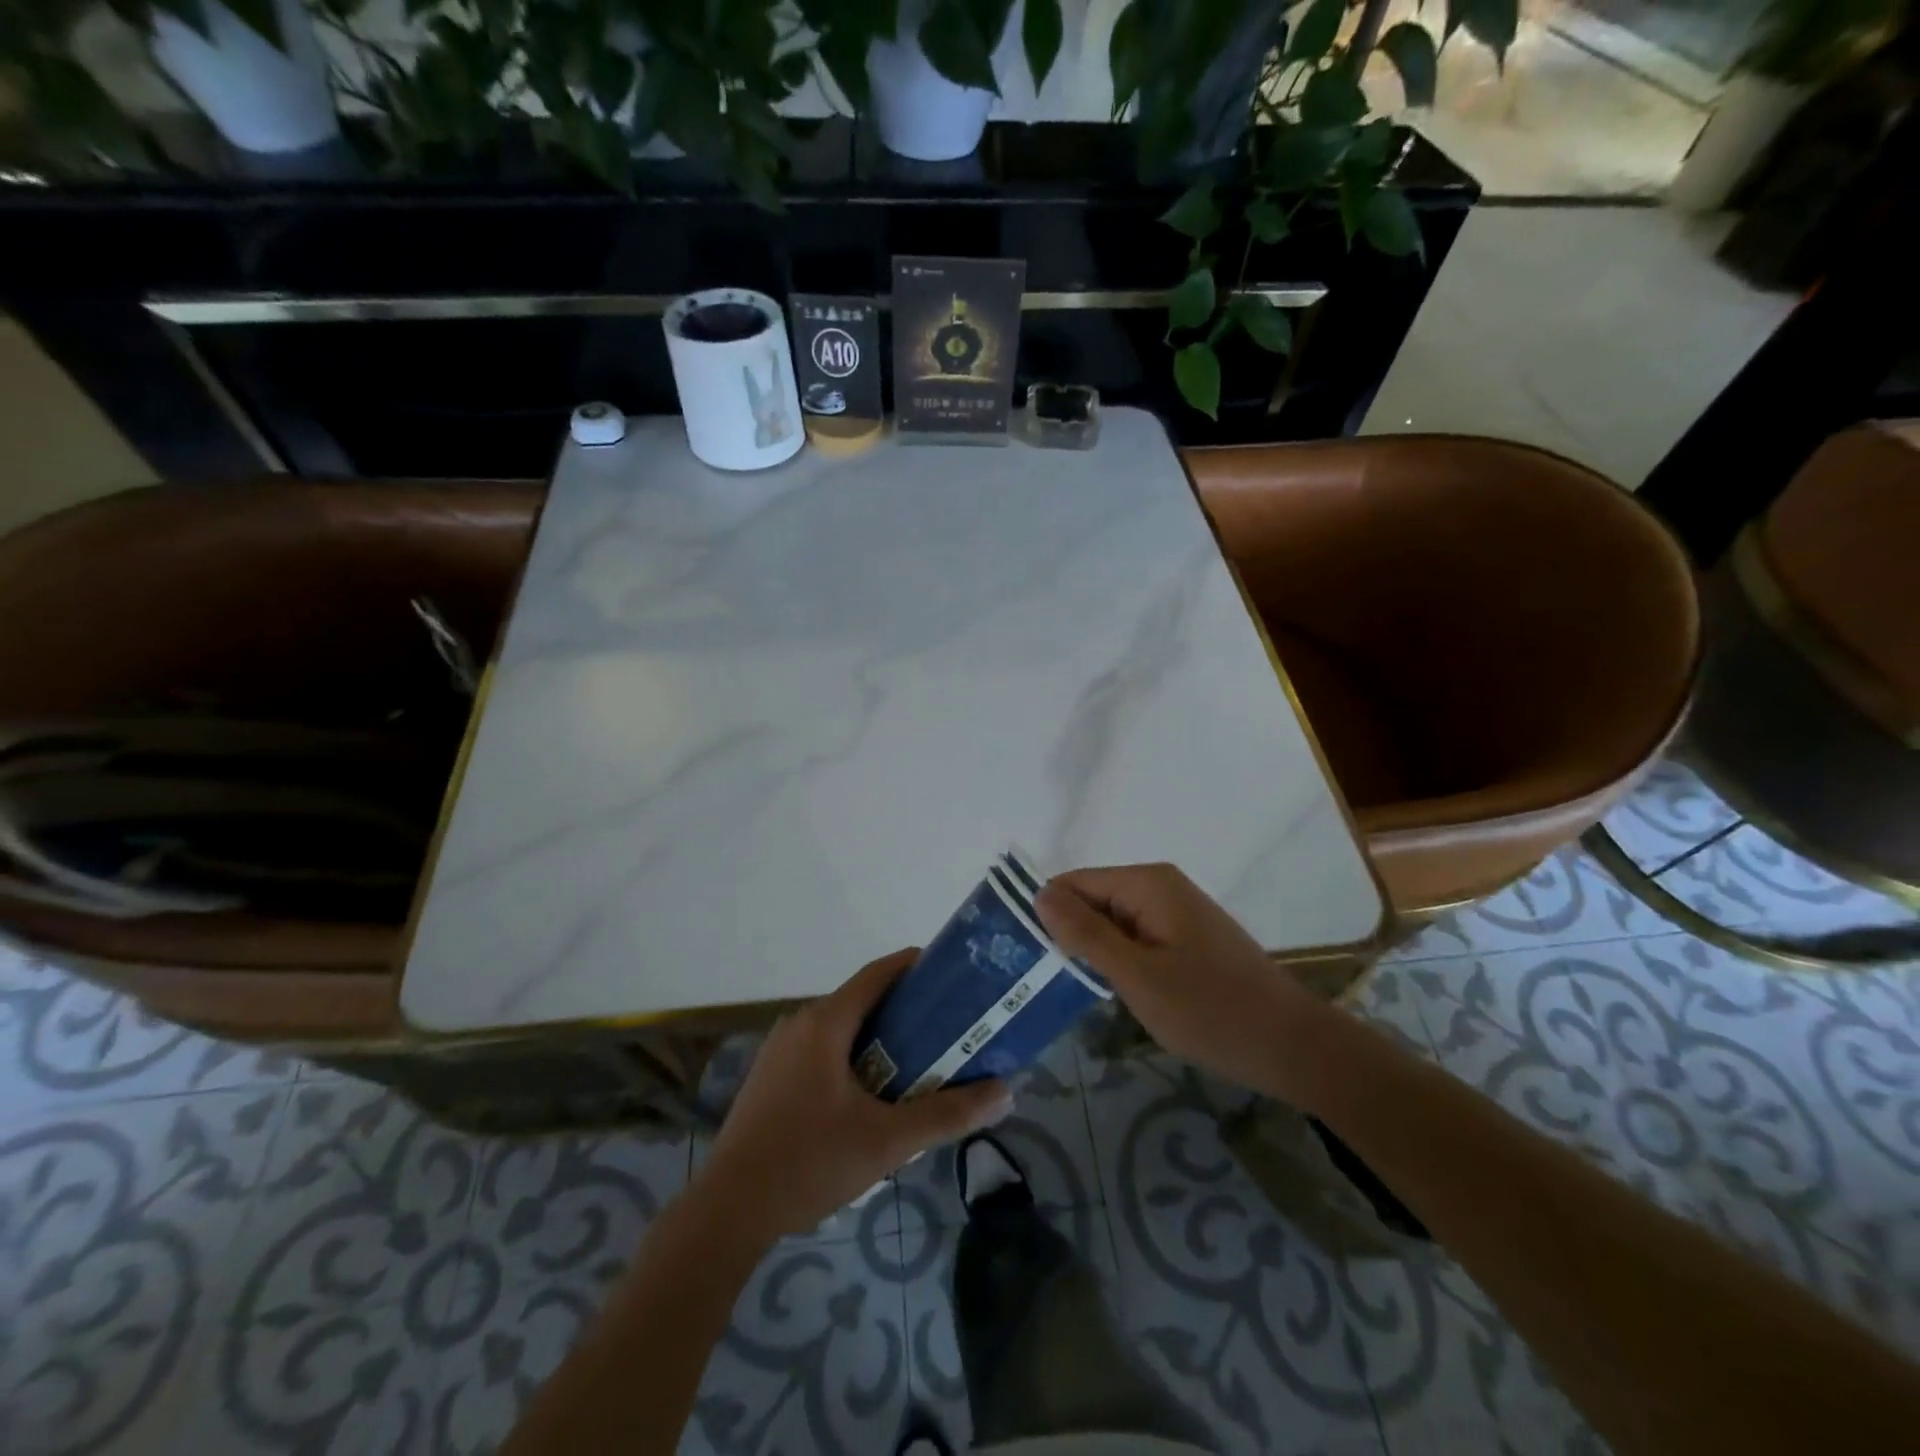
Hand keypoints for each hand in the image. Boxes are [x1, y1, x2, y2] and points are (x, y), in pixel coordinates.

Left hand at [696, 949, 1013, 1243]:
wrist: (728, 1210)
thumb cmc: (810, 1162)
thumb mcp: (887, 1142)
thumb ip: (947, 1115)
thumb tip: (1005, 1092)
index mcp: (825, 1022)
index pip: (878, 973)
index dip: (915, 966)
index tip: (949, 972)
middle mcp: (799, 1023)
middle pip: (861, 1000)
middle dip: (904, 1008)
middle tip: (946, 1026)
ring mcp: (779, 1050)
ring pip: (839, 1027)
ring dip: (877, 1035)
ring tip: (916, 1060)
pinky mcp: (769, 1076)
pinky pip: (819, 1049)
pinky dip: (851, 1054)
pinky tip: (869, 1092)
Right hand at [1036, 863, 1328, 1099]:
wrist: (1293, 1047)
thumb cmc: (1211, 1011)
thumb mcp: (1138, 976)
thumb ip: (1086, 934)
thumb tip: (1040, 894)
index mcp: (1148, 884)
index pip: (1074, 882)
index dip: (1045, 913)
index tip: (1020, 953)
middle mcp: (1161, 887)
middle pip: (1093, 899)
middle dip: (1068, 933)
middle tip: (1038, 979)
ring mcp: (1177, 912)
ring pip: (1113, 922)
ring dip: (1092, 950)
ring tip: (1065, 987)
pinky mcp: (1187, 938)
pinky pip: (1136, 937)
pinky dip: (1118, 960)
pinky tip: (1108, 990)